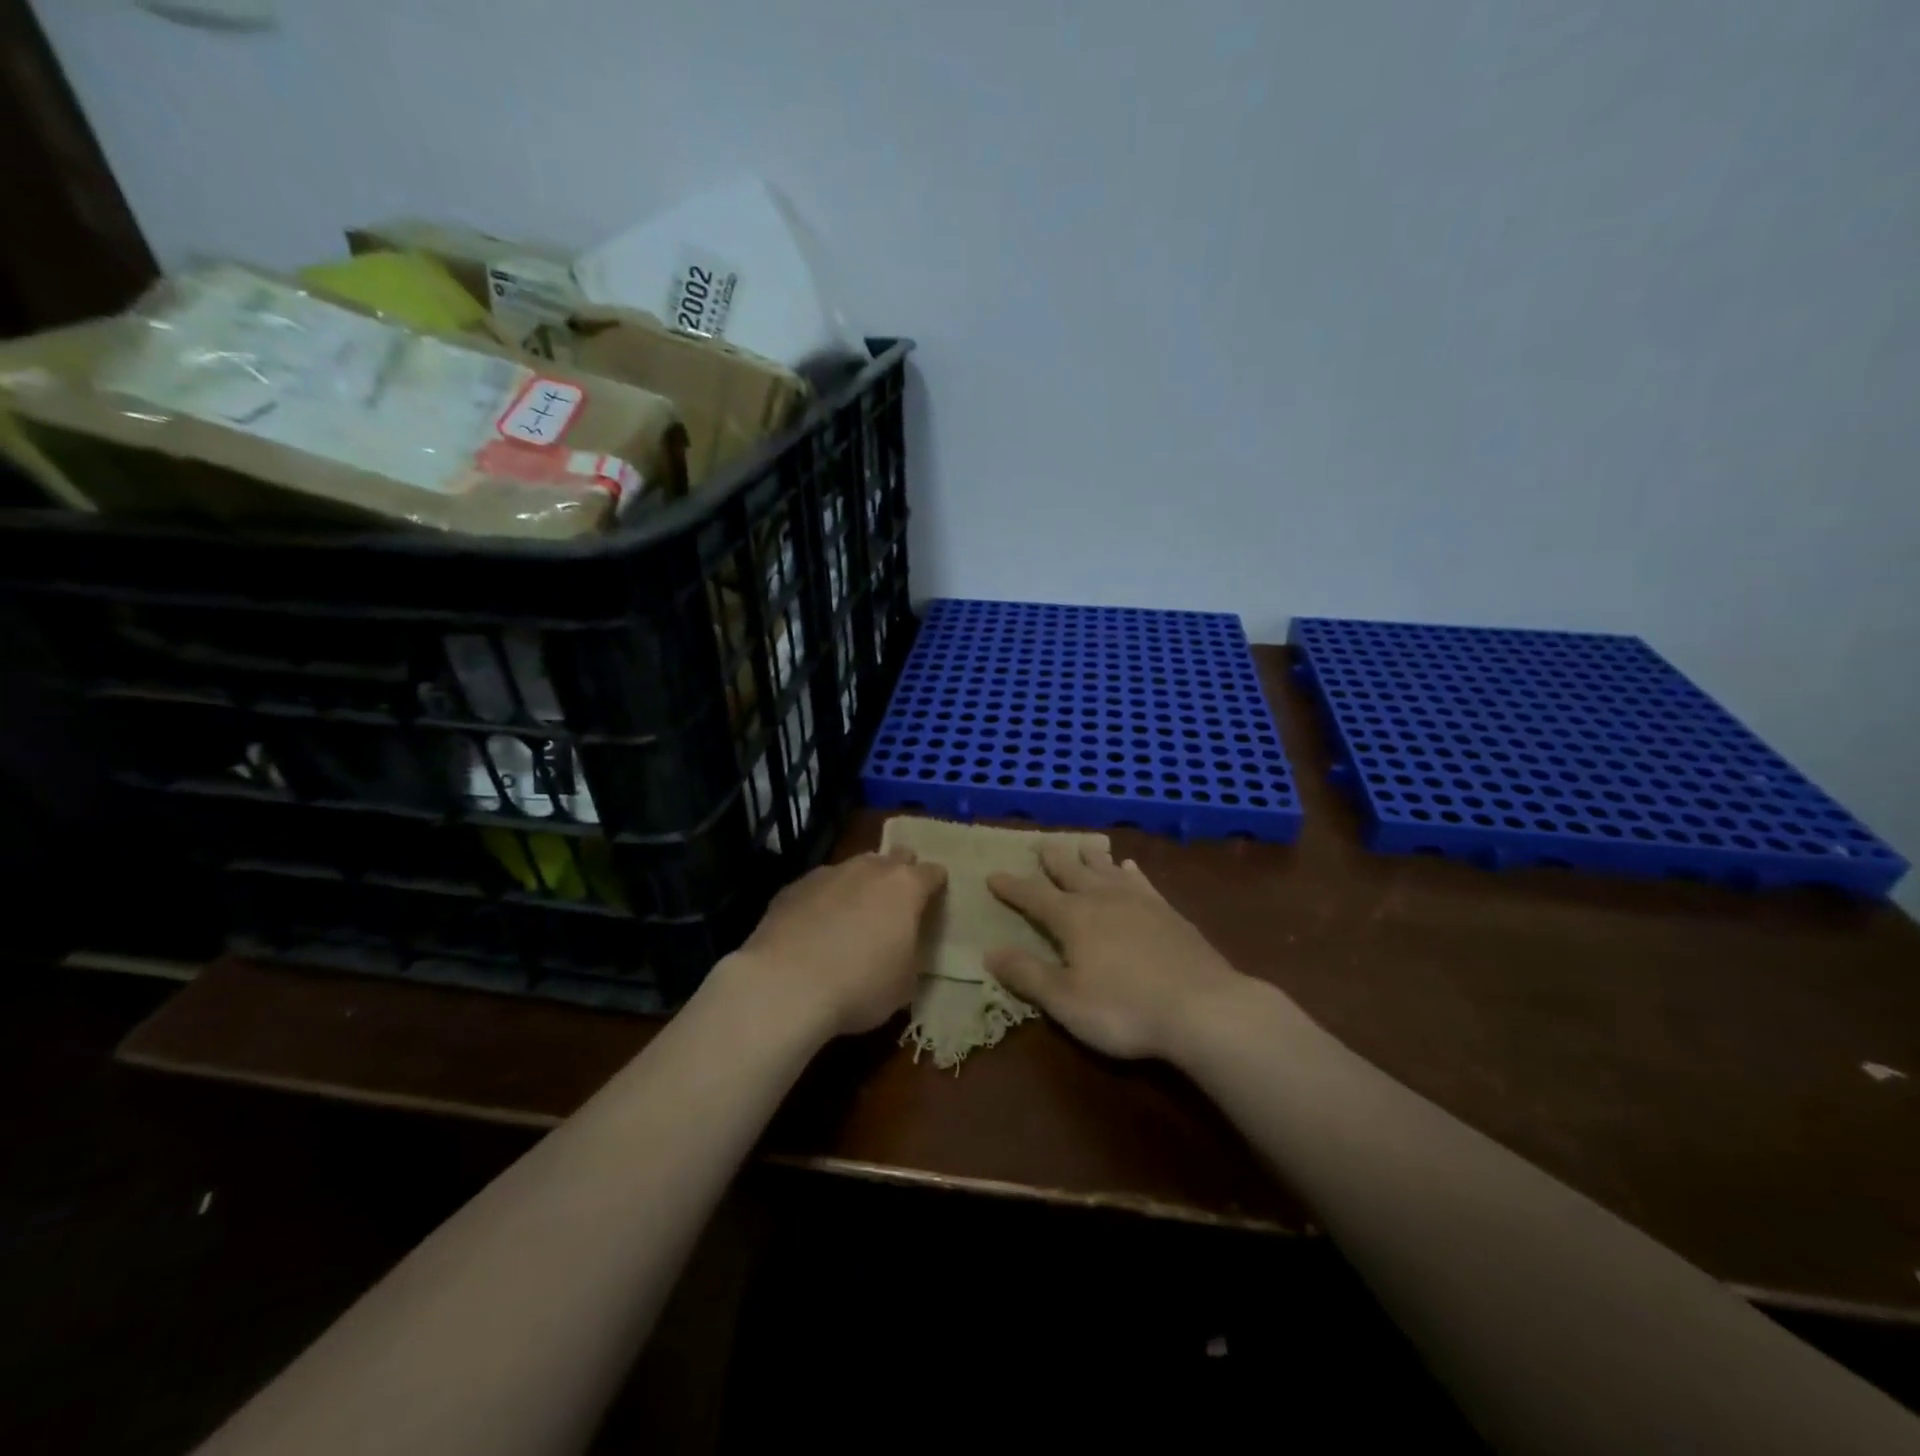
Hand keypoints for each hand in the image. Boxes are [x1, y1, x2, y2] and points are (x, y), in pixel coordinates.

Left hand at [725, 849, 946, 1038]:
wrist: (785, 985)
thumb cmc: (860, 986)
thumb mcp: (905, 983)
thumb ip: (911, 954)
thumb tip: (903, 948)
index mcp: (905, 887)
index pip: (932, 872)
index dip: (936, 885)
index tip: (935, 899)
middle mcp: (869, 869)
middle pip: (894, 857)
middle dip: (900, 873)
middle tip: (897, 903)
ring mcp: (828, 873)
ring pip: (854, 868)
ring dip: (860, 885)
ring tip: (853, 917)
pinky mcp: (793, 887)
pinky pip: (819, 886)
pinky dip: (824, 900)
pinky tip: (815, 928)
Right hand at [987, 843, 1248, 1060]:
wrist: (1203, 1007)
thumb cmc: (1124, 1009)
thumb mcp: (1065, 1000)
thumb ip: (1027, 974)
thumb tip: (990, 952)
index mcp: (1073, 918)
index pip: (1034, 896)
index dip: (1012, 887)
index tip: (993, 874)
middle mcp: (1102, 899)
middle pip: (1071, 872)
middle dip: (1053, 860)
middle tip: (1042, 844)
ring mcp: (1138, 902)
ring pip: (1107, 870)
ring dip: (1091, 857)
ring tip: (1083, 845)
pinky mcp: (1168, 912)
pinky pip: (1142, 882)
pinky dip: (1130, 872)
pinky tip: (1130, 867)